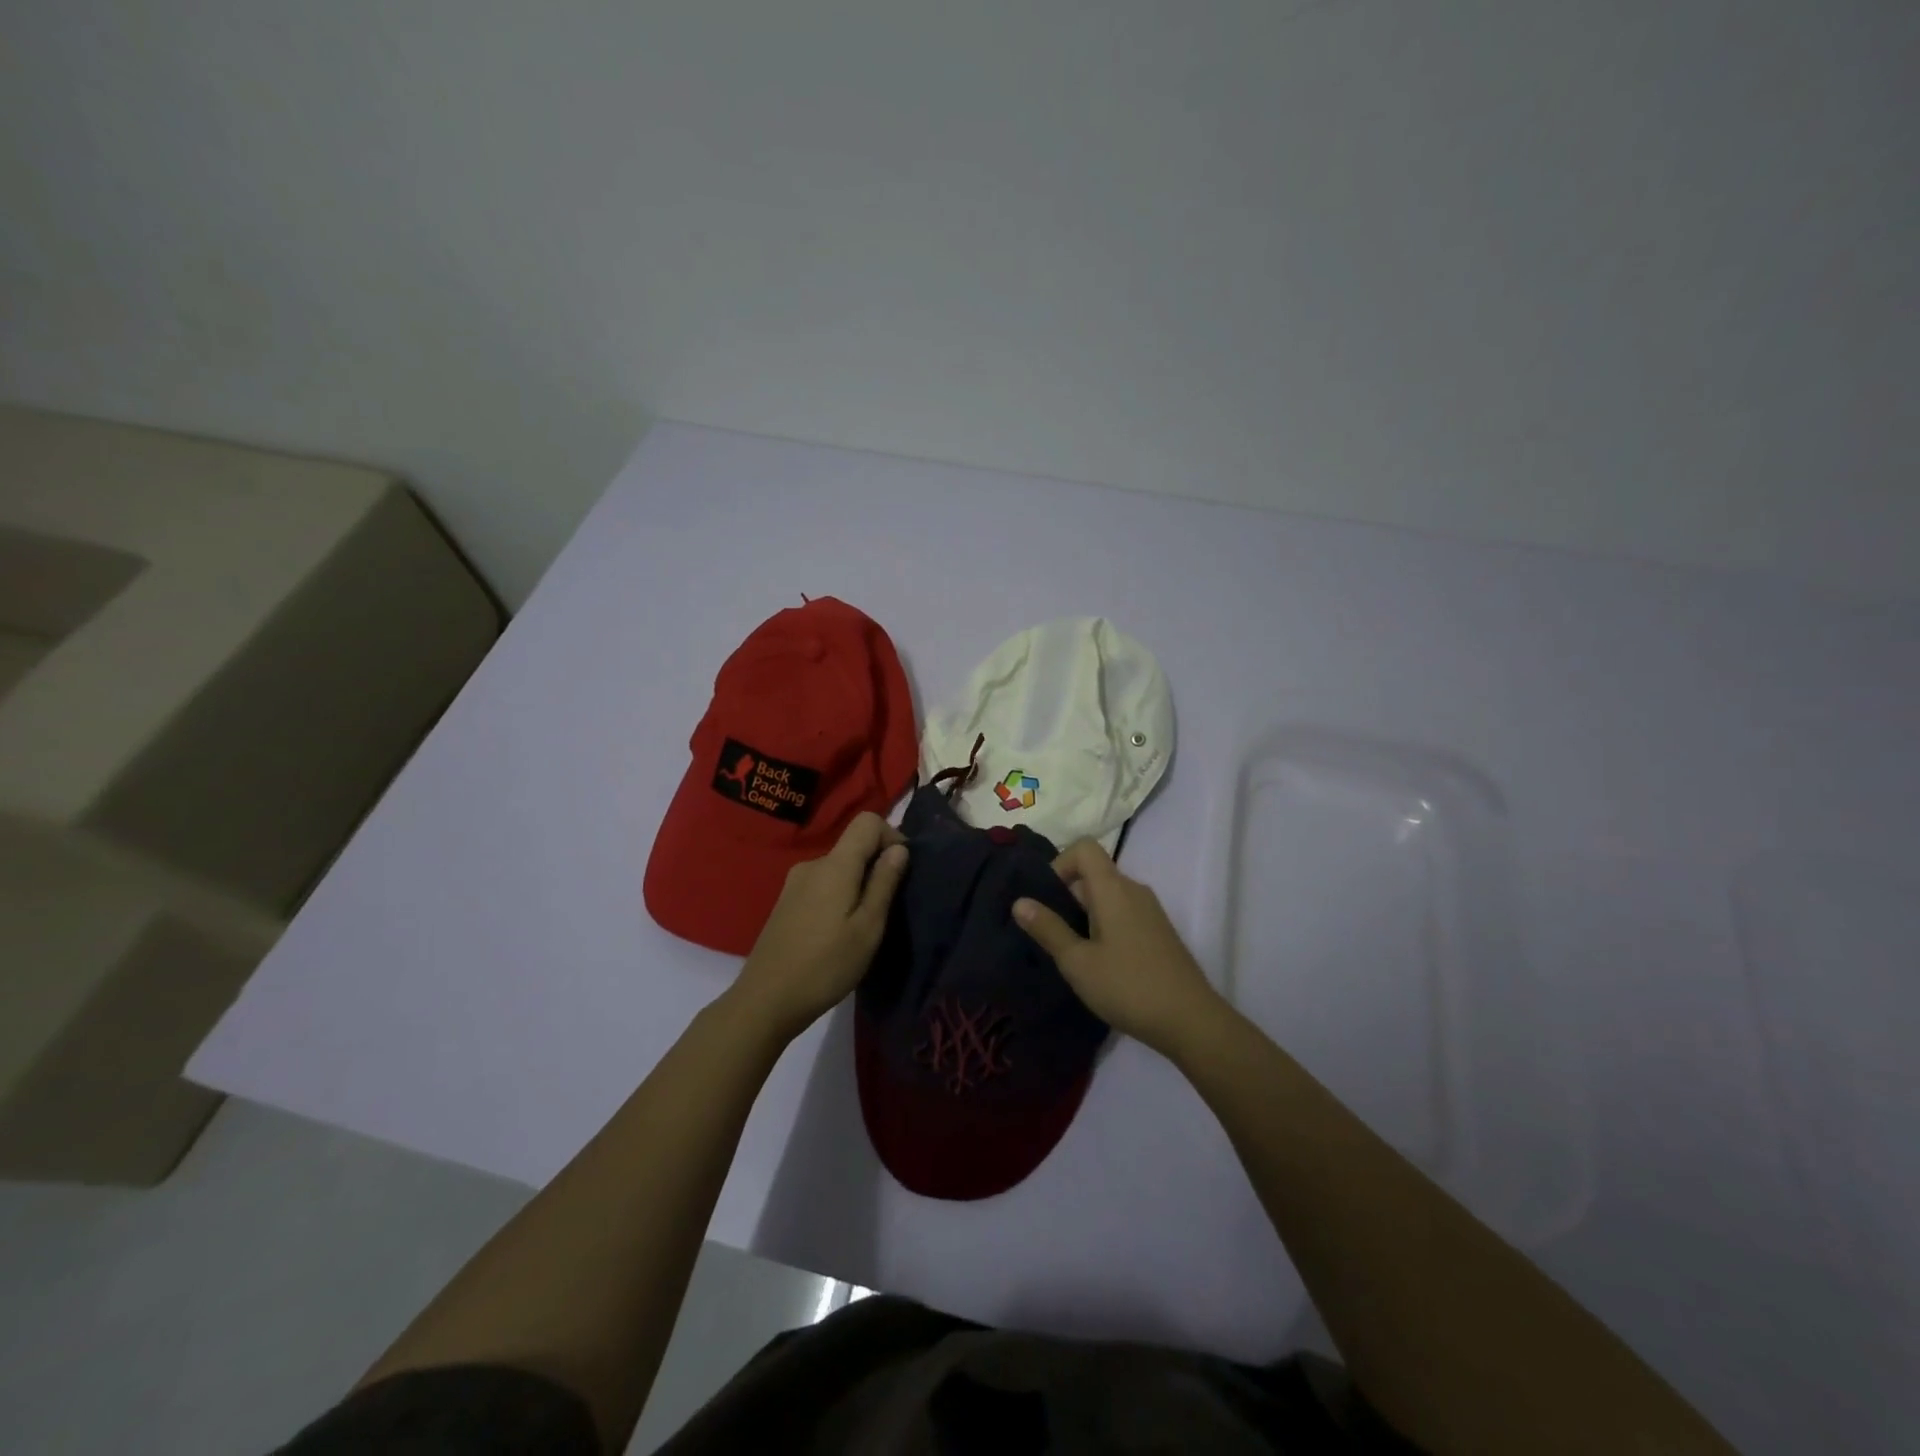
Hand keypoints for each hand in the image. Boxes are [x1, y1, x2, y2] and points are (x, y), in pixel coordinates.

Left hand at [731, 813, 908, 1041]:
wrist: (765, 1001)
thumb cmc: (825, 966)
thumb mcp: (868, 928)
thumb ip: (884, 883)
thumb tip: (899, 848)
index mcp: (835, 865)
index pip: (867, 821)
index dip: (892, 836)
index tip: (902, 871)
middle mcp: (812, 864)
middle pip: (853, 845)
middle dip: (877, 866)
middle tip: (887, 908)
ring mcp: (794, 883)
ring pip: (839, 868)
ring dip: (858, 885)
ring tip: (863, 926)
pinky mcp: (786, 902)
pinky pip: (823, 884)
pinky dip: (839, 896)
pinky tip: (837, 933)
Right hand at [1013, 839, 1220, 1053]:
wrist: (1191, 1020)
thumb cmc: (1128, 986)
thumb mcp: (1078, 962)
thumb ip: (1048, 929)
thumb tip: (1020, 902)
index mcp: (1114, 888)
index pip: (1085, 848)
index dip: (1060, 862)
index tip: (1047, 898)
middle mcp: (1134, 890)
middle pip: (1095, 872)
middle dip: (1068, 894)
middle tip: (1051, 932)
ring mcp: (1150, 911)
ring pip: (1109, 895)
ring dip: (1085, 912)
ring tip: (1072, 950)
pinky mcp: (1159, 932)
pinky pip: (1124, 912)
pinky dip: (1104, 924)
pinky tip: (1099, 961)